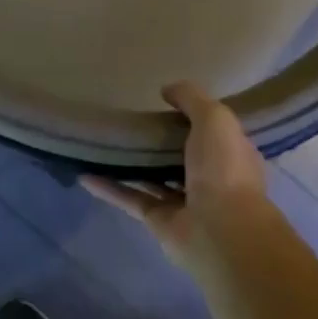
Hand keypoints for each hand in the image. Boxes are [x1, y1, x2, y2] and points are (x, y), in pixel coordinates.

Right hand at [81, 80, 270, 267]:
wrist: (219, 229)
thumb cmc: (224, 169)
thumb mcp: (215, 118)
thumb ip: (192, 99)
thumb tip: (167, 89)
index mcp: (232, 155)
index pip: (213, 133)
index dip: (194, 118)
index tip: (167, 104)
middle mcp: (211, 179)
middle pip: (182, 156)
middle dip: (160, 142)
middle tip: (132, 121)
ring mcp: (184, 202)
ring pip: (154, 178)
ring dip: (132, 164)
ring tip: (106, 144)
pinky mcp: (158, 220)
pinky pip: (131, 198)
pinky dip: (109, 188)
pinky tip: (85, 174)